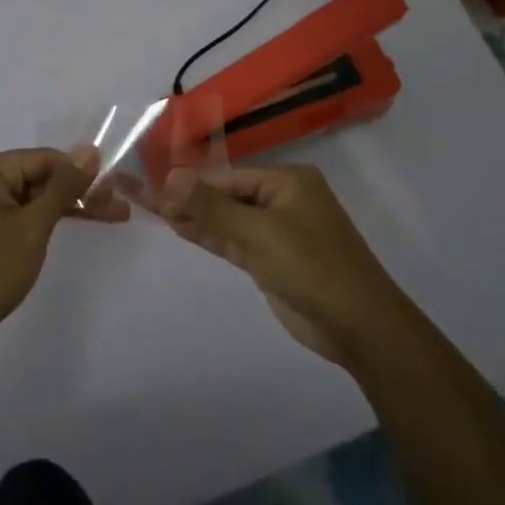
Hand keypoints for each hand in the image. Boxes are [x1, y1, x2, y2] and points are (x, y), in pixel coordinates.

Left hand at [0, 147, 123, 355]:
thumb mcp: (32, 227)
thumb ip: (62, 187)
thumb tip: (89, 150)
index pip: (46, 158)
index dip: (83, 172)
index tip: (118, 191)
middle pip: (40, 176)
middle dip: (80, 191)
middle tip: (120, 209)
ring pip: (33, 197)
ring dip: (69, 207)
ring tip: (111, 218)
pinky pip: (20, 214)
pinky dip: (46, 221)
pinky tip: (73, 225)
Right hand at [150, 164, 408, 366]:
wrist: (358, 327)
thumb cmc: (314, 267)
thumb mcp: (260, 233)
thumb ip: (213, 206)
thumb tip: (170, 176)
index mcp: (289, 182)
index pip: (229, 177)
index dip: (192, 184)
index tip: (154, 190)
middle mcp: (282, 200)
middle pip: (226, 195)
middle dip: (190, 199)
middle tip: (146, 201)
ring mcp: (276, 232)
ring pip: (227, 219)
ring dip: (195, 218)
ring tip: (154, 213)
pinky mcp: (270, 260)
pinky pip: (233, 240)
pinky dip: (209, 236)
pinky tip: (180, 229)